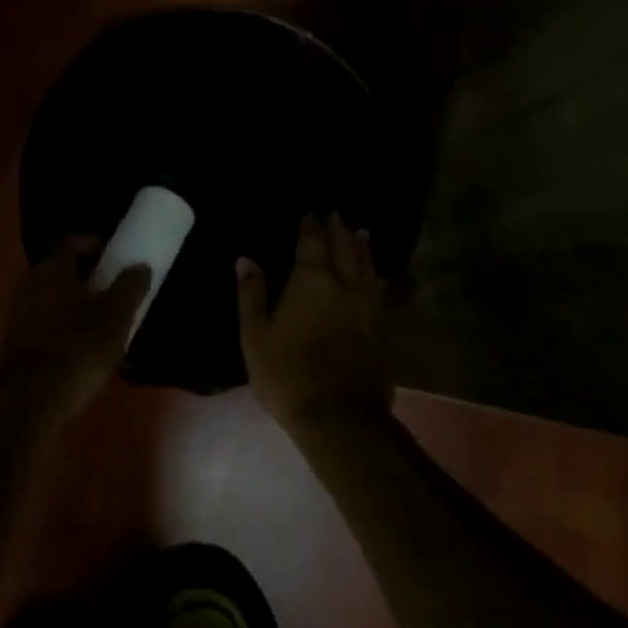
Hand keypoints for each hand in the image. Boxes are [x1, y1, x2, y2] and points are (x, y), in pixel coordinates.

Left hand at [0, 237, 150, 429]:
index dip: (96, 245)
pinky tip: (84, 347)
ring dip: (77, 303)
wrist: (31, 400)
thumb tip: (139, 266)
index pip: (71, 242)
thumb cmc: (78, 347)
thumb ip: (130, 287)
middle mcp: (29, 283)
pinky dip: (65, 325)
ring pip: (53, 297)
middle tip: (116, 290)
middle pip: (61, 269)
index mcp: (52, 268)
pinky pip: (45, 322)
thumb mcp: (116, 316)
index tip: (117, 258)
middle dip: (89, 276)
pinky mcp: (16, 343)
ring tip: (105, 321)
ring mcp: (18, 314)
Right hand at [238, 213, 392, 436]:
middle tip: (335, 213)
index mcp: (311, 281)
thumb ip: (252, 294)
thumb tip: (246, 259)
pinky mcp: (382, 328)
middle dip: (338, 229)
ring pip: (366, 267)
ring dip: (361, 248)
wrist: (339, 416)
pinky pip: (380, 292)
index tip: (310, 212)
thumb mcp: (255, 335)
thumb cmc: (287, 373)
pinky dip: (375, 277)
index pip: (312, 242)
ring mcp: (368, 306)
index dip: (311, 225)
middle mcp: (344, 285)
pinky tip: (376, 278)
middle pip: (343, 248)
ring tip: (361, 233)